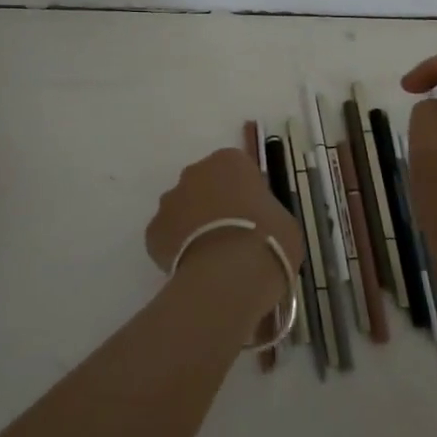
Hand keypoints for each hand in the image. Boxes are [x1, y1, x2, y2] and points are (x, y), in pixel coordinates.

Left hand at [145, 148, 302, 316]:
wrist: (231, 275)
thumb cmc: (268, 240)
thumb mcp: (284, 220)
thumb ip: (266, 211)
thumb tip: (260, 221)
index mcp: (229, 161)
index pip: (236, 169)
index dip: (244, 193)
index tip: (253, 216)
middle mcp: (194, 172)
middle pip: (204, 184)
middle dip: (213, 205)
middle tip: (232, 235)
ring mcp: (169, 201)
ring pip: (181, 209)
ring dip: (193, 226)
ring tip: (212, 258)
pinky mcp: (152, 232)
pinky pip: (167, 237)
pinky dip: (177, 250)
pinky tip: (194, 270)